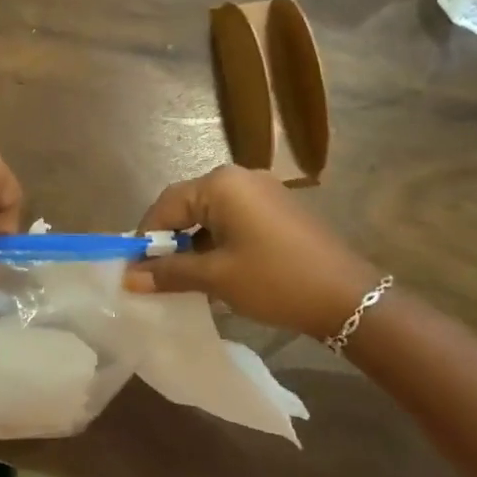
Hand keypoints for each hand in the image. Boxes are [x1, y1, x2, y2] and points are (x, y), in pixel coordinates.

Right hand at [127, 166, 382, 337]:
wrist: (349, 299)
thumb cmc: (275, 280)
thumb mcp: (216, 278)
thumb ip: (168, 272)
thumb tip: (127, 277)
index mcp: (220, 184)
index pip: (165, 204)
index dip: (146, 237)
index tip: (134, 269)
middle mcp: (239, 177)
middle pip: (187, 205)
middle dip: (170, 241)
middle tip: (157, 276)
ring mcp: (262, 191)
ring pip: (210, 214)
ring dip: (194, 244)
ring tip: (185, 279)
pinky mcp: (277, 209)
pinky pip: (233, 219)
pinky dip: (217, 242)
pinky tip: (216, 272)